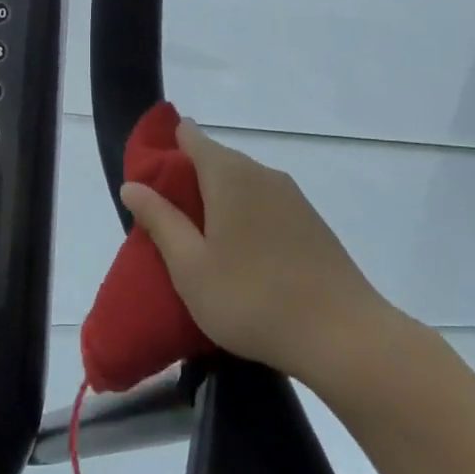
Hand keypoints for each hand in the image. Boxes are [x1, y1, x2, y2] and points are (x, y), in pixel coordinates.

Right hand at [119, 118, 394, 386]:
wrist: (342, 335)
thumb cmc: (251, 298)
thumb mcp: (190, 266)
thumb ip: (160, 220)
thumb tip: (132, 184)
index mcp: (229, 175)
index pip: (191, 138)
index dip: (166, 147)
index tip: (147, 175)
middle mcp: (262, 174)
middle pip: (217, 160)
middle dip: (188, 180)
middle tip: (165, 219)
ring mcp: (292, 197)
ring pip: (242, 184)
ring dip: (217, 201)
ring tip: (199, 241)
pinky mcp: (311, 222)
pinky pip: (265, 204)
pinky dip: (244, 216)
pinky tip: (239, 254)